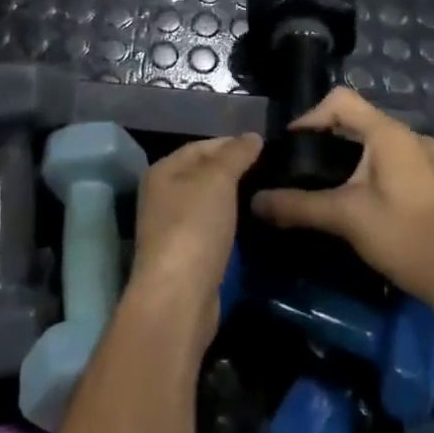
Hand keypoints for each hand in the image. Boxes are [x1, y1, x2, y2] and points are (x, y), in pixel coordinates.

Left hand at [125, 134, 262, 347]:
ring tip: (266, 193)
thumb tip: (252, 136)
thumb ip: (235, 154)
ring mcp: (172, 228)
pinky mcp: (186, 256)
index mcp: (163, 171)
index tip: (265, 148)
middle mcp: (162, 196)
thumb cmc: (194, 226)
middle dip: (235, 171)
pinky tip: (252, 224)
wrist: (179, 295)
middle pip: (203, 174)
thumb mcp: (218, 179)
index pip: (201, 146)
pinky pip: (211, 228)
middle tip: (271, 170)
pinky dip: (230, 223)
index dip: (232, 144)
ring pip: (208, 203)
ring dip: (234, 199)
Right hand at [252, 89, 433, 312]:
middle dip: (328, 141)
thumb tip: (255, 201)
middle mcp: (413, 138)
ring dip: (353, 160)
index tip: (291, 147)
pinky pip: (400, 166)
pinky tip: (369, 208)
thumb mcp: (346, 219)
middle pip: (360, 122)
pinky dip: (377, 175)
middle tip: (305, 169)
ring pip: (381, 146)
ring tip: (332, 189)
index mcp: (390, 134)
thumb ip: (298, 206)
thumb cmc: (406, 237)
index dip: (310, 116)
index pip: (341, 100)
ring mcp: (433, 161)